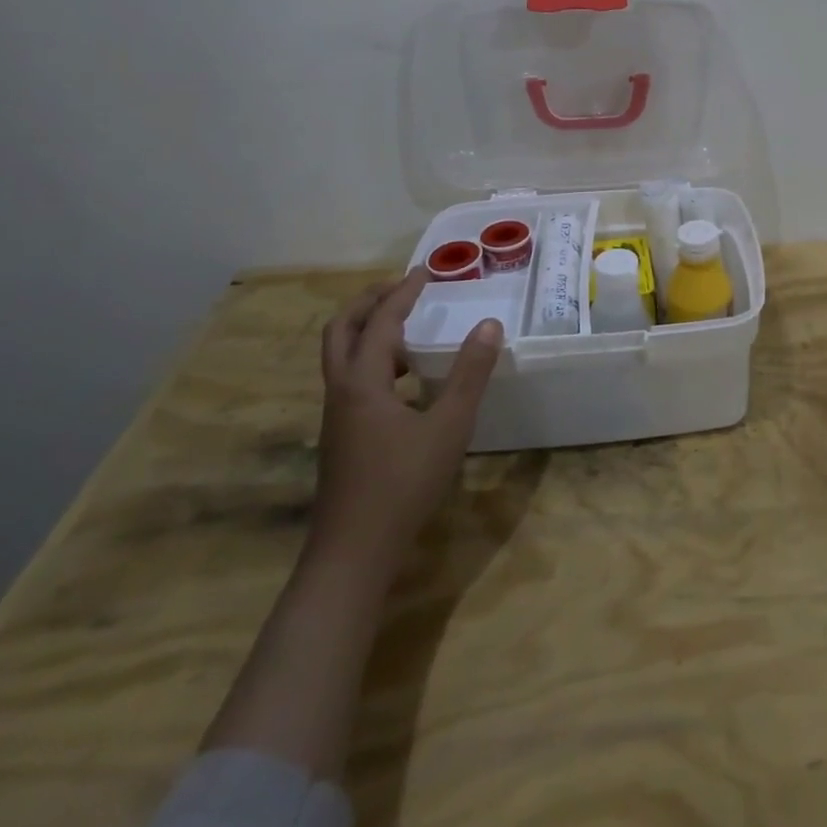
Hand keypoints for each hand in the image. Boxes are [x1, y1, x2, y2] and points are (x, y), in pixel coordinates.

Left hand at [305, 269, 502, 580]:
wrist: (352, 554)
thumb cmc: (402, 484)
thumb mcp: (448, 426)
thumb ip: (470, 374)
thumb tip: (489, 325)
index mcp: (362, 382)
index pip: (379, 321)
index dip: (402, 293)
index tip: (425, 272)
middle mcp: (341, 392)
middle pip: (340, 331)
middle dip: (369, 302)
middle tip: (402, 288)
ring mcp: (336, 417)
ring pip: (341, 357)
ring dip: (368, 331)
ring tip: (408, 327)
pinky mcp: (341, 437)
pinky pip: (351, 381)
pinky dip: (374, 362)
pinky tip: (406, 381)